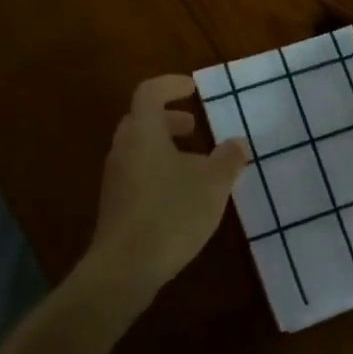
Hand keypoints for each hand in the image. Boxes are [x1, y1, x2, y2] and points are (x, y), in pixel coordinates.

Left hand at [84, 74, 249, 299]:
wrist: (125, 269)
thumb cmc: (171, 214)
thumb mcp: (213, 184)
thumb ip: (228, 158)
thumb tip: (236, 143)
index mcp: (144, 133)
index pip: (149, 93)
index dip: (170, 85)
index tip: (192, 88)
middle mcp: (123, 150)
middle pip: (141, 120)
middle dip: (168, 118)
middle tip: (194, 126)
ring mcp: (115, 179)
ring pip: (139, 149)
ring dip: (165, 146)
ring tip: (195, 163)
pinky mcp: (116, 206)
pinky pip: (137, 173)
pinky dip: (158, 170)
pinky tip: (181, 194)